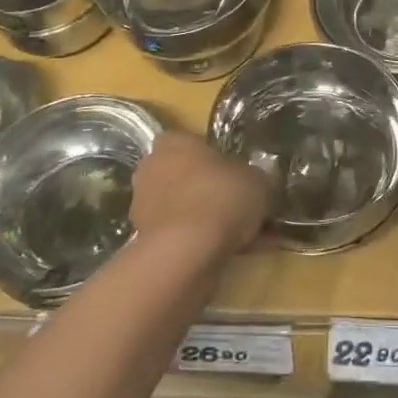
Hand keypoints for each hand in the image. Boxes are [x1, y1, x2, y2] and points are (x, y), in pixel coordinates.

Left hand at [131, 131, 272, 257]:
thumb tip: (252, 182)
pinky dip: (194, 244)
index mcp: (173, 142)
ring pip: (178, 208)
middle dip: (203, 189)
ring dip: (199, 219)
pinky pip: (176, 236)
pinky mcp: (142, 241)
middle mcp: (150, 168)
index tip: (232, 174)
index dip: (212, 159)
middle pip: (181, 175)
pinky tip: (222, 255)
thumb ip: (252, 177)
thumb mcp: (256, 180)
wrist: (187, 252)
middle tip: (233, 205)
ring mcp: (141, 206)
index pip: (191, 142)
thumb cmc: (220, 197)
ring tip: (233, 237)